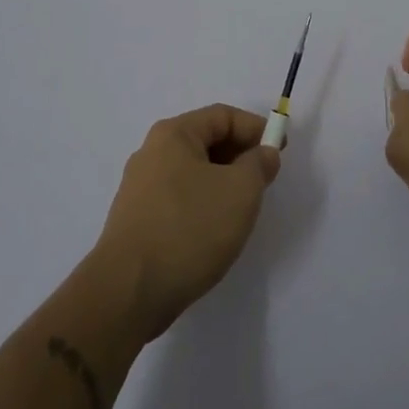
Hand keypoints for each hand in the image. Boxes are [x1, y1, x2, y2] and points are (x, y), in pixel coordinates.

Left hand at [93, 105, 280, 341]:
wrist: (128, 292)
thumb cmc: (189, 228)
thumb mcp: (241, 191)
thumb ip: (259, 164)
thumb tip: (263, 153)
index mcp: (173, 134)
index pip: (223, 116)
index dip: (256, 128)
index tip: (280, 150)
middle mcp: (152, 153)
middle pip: (206, 141)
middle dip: (240, 156)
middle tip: (265, 181)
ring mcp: (140, 188)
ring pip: (193, 172)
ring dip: (223, 183)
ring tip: (243, 209)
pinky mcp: (137, 220)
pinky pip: (179, 199)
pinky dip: (203, 204)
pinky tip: (214, 231)